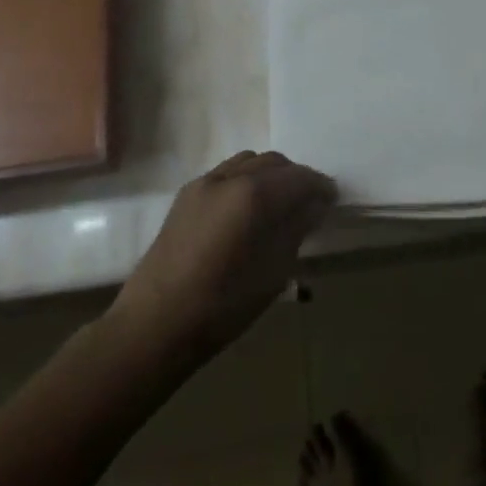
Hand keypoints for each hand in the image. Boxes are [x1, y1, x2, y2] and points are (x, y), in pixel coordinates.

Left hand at [113, 151, 336, 363]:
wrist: (154, 324)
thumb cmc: (222, 304)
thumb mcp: (274, 271)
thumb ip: (296, 229)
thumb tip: (313, 206)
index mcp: (254, 194)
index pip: (299, 178)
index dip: (320, 186)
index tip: (332, 199)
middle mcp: (229, 177)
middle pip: (274, 162)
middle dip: (295, 177)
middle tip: (309, 202)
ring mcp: (203, 183)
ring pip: (247, 162)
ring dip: (269, 175)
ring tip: (278, 203)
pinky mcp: (185, 196)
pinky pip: (225, 174)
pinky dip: (244, 181)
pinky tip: (246, 209)